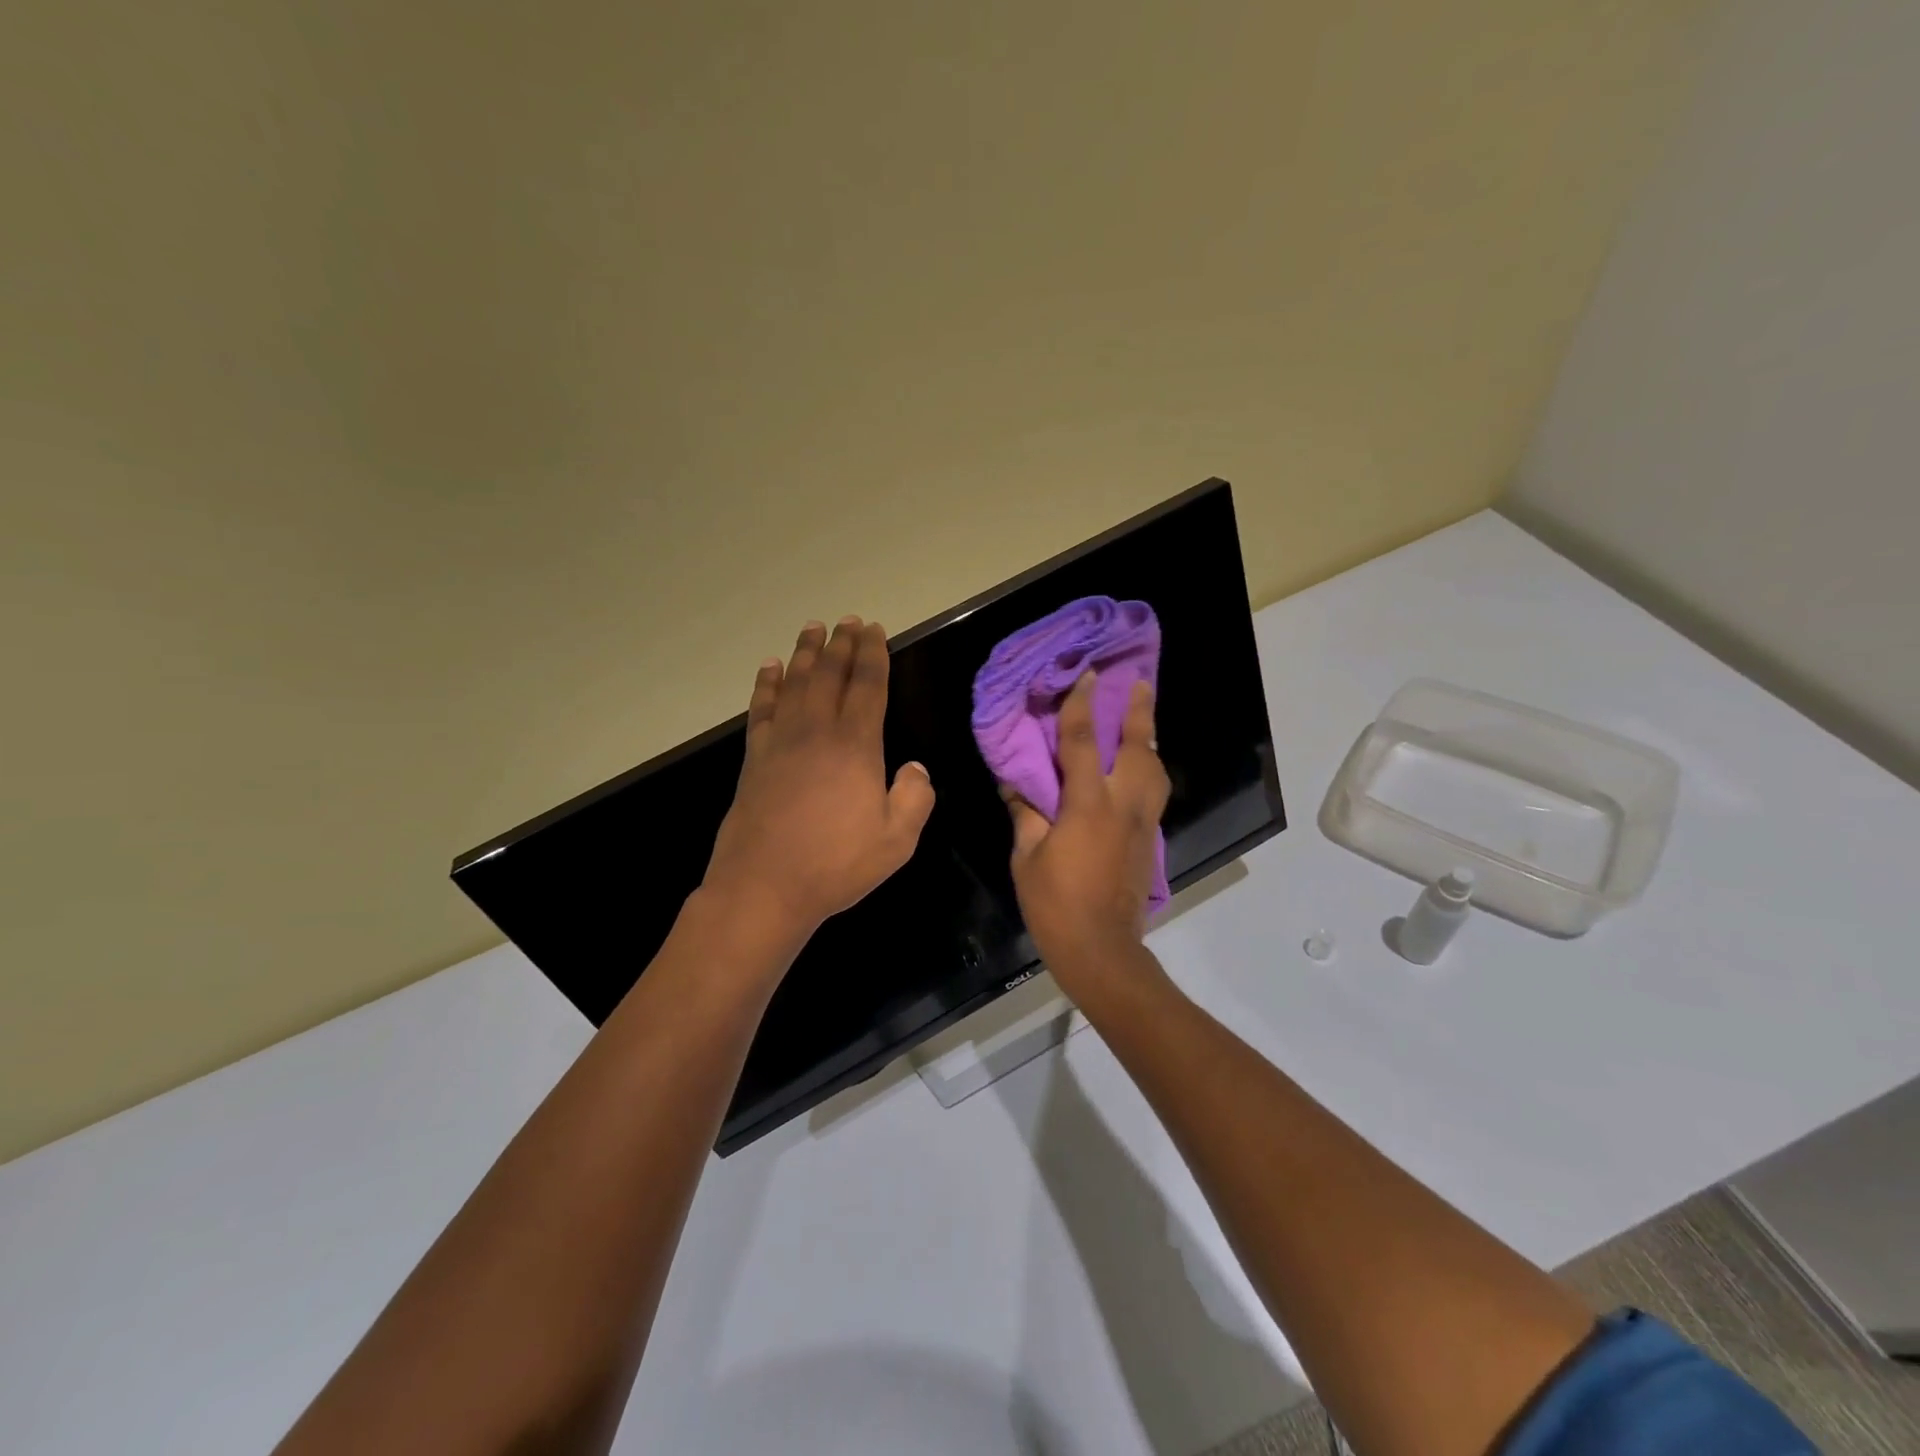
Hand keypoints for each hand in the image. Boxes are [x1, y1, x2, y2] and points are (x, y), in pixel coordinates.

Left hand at [703, 617, 935, 944]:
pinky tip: (770, 667)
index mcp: (856, 746)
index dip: (873, 655)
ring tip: (813, 627)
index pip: (868, 687)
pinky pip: (761, 708)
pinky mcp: (754, 757)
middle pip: (830, 674)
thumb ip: (914, 798)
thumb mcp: (896, 841)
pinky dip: (767, 684)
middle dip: (841, 644)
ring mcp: (780, 741)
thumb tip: (916, 768)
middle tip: (848, 620)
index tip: (874, 630)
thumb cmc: (835, 865)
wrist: (764, 886)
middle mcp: (817, 732)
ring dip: (805, 652)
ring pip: (795, 683)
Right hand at [1006, 671, 1169, 1002]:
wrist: (1101, 949)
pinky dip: (1148, 769)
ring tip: (1143, 720)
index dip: (1082, 706)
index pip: (1083, 744)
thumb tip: (1017, 786)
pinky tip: (1138, 767)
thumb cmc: (1055, 904)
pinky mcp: (1149, 840)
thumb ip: (1026, 815)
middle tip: (1140, 681)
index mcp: (1087, 806)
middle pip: (1137, 748)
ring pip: (1155, 769)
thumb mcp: (1027, 858)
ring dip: (1149, 739)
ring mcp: (1141, 823)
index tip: (1087, 676)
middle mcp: (1122, 806)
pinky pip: (1153, 792)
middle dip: (1139, 712)